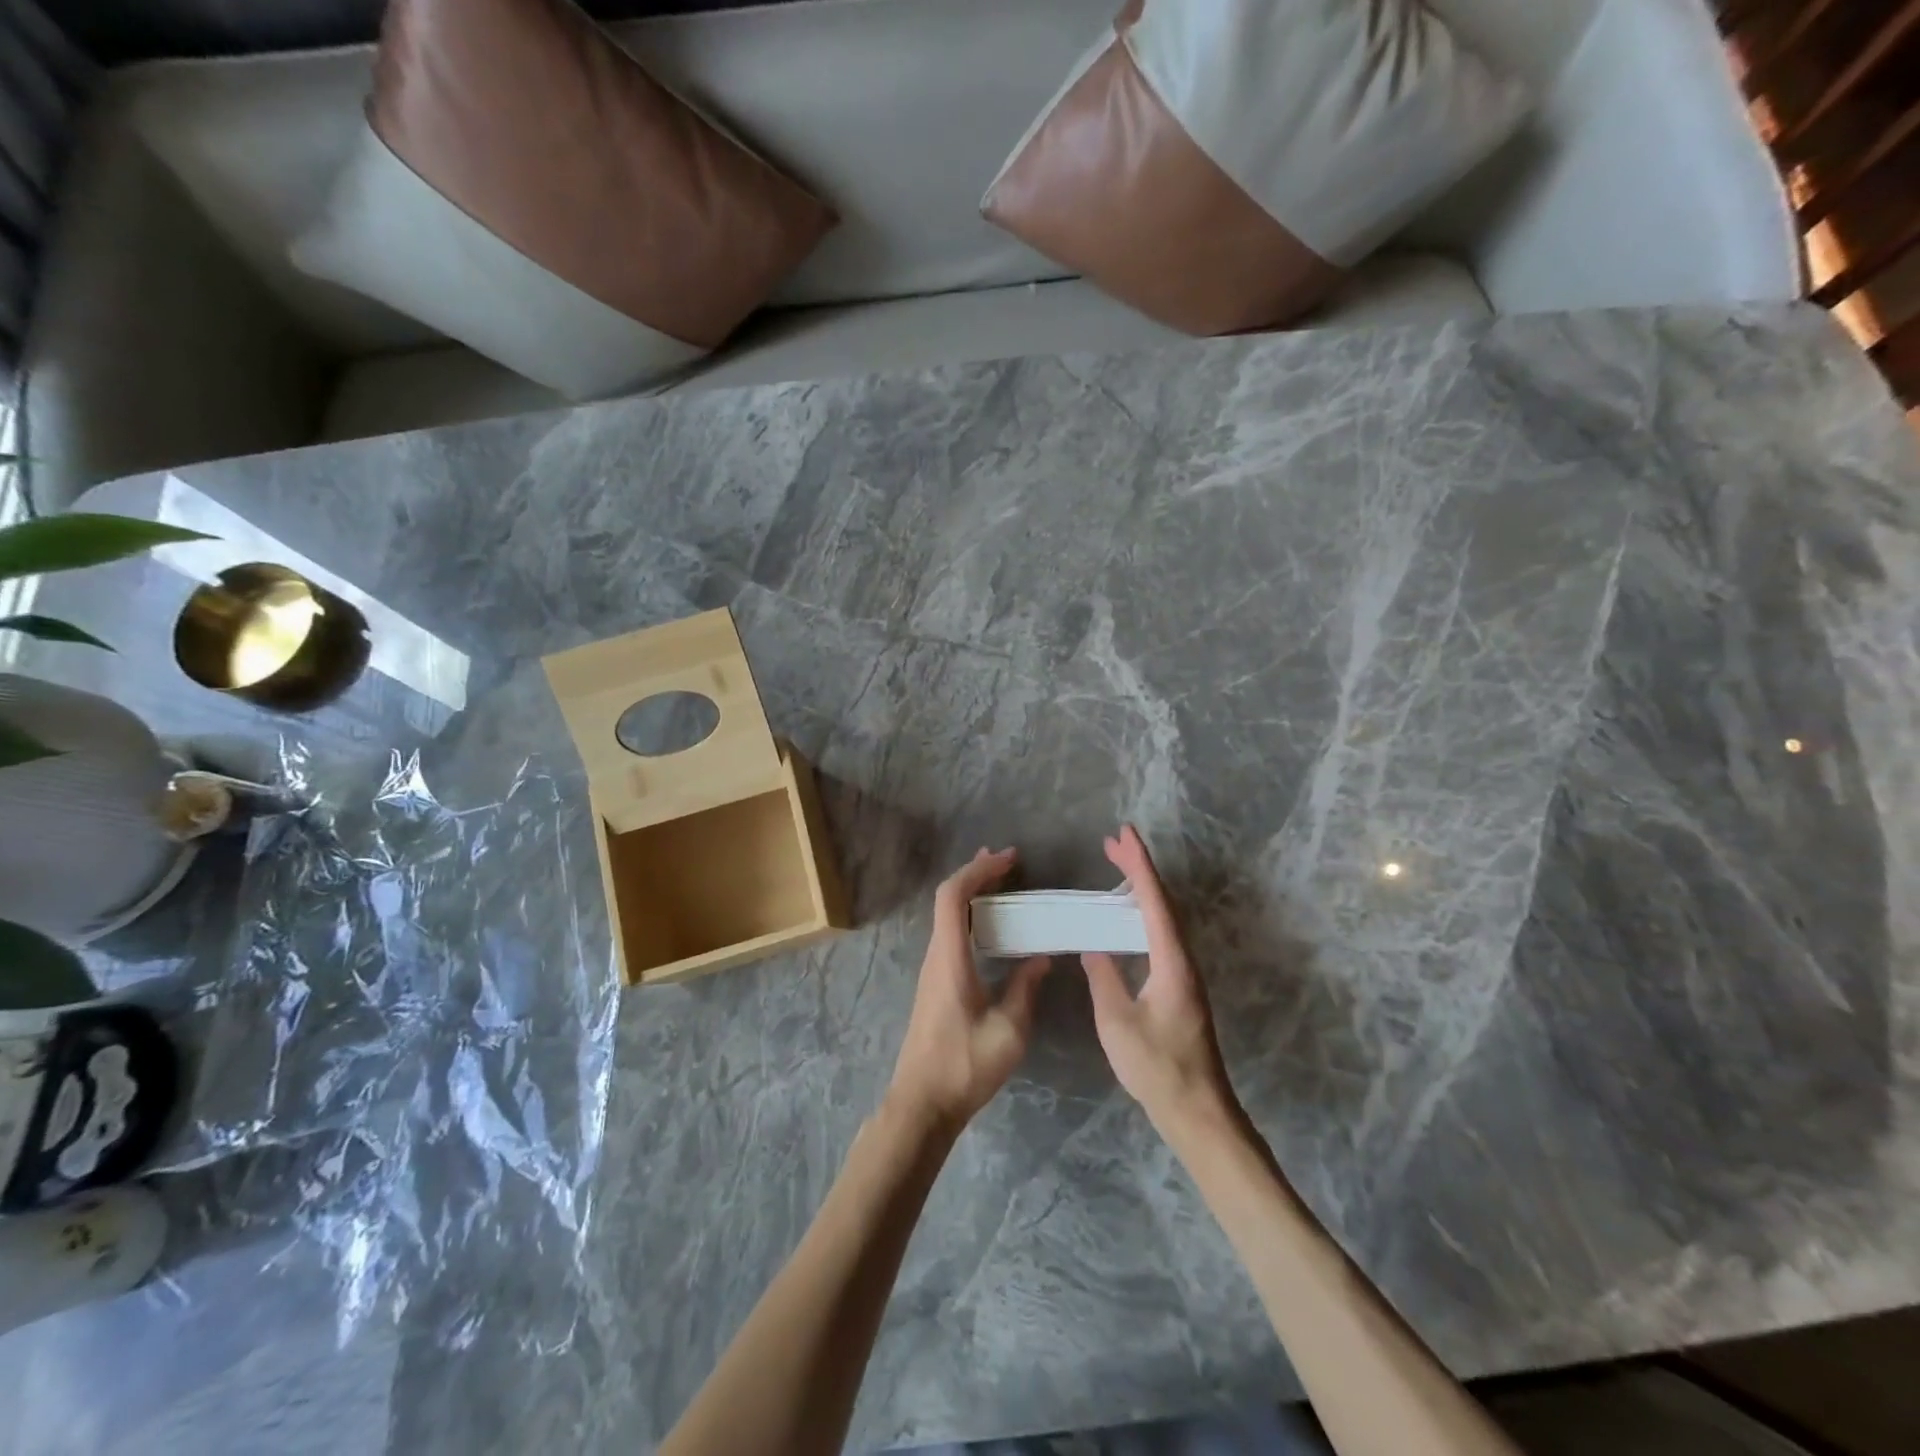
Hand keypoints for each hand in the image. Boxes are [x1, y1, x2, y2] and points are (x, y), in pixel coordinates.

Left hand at [888, 848, 1052, 1135]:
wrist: (922, 1104)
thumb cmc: (964, 1066)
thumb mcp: (1009, 1031)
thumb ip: (1025, 989)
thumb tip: (1040, 958)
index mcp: (949, 959)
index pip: (954, 897)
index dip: (978, 871)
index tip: (1008, 860)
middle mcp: (936, 956)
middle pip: (948, 900)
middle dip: (977, 875)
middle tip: (1008, 863)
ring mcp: (932, 970)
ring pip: (948, 917)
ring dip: (972, 895)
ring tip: (1002, 885)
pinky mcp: (935, 984)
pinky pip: (951, 934)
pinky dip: (970, 918)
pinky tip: (991, 929)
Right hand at [1082, 827, 1241, 1143]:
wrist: (1197, 1111)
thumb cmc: (1157, 1067)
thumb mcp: (1117, 1022)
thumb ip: (1104, 979)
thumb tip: (1094, 948)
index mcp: (1171, 962)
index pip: (1154, 902)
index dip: (1139, 865)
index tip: (1123, 835)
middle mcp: (1183, 960)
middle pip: (1163, 902)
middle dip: (1140, 868)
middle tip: (1114, 841)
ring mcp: (1185, 974)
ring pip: (1165, 917)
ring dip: (1142, 889)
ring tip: (1118, 866)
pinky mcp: (1180, 987)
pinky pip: (1162, 935)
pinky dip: (1144, 912)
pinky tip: (1128, 917)